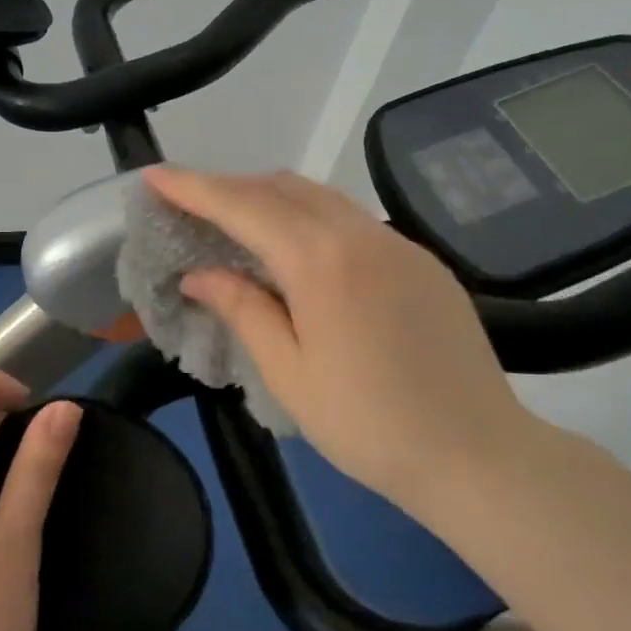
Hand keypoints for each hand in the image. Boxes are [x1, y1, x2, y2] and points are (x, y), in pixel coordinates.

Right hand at [143, 167, 542, 513]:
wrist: (477, 454)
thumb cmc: (368, 425)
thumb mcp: (289, 372)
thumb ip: (243, 309)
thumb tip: (198, 273)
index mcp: (321, 262)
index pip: (243, 207)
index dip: (193, 187)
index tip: (154, 175)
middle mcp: (361, 235)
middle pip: (281, 187)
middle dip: (229, 187)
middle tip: (189, 205)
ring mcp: (398, 243)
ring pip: (320, 198)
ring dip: (270, 198)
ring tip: (235, 223)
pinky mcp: (422, 261)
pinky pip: (352, 221)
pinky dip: (310, 219)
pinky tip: (298, 251)